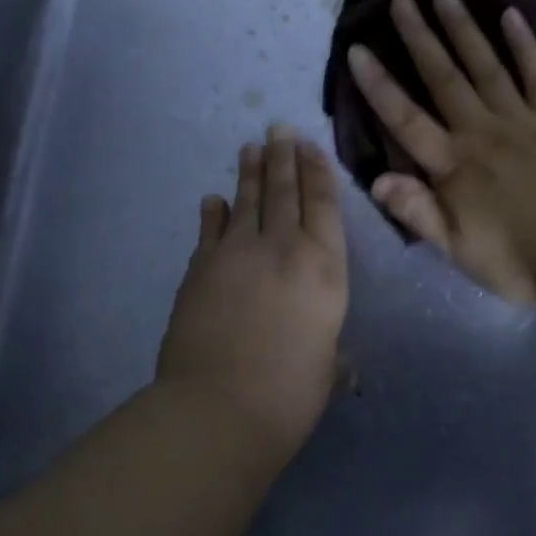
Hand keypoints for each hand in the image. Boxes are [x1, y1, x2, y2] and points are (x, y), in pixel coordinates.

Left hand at [157, 125, 348, 446]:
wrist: (220, 407)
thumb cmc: (291, 391)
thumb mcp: (326, 365)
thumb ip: (329, 348)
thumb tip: (334, 357)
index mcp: (325, 268)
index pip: (323, 206)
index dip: (317, 172)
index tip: (310, 146)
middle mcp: (284, 248)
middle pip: (285, 192)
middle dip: (284, 157)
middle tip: (278, 128)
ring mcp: (238, 253)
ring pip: (248, 201)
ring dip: (251, 172)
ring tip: (251, 147)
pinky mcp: (201, 268)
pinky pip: (211, 230)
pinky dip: (214, 212)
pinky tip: (214, 198)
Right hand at [347, 0, 535, 303]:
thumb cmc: (516, 261)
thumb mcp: (457, 250)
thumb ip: (418, 212)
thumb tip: (377, 179)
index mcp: (454, 166)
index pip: (406, 118)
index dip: (379, 84)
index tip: (358, 49)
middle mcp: (482, 132)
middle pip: (444, 78)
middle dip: (419, 37)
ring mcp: (522, 121)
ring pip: (486, 66)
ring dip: (463, 29)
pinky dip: (524, 45)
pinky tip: (511, 16)